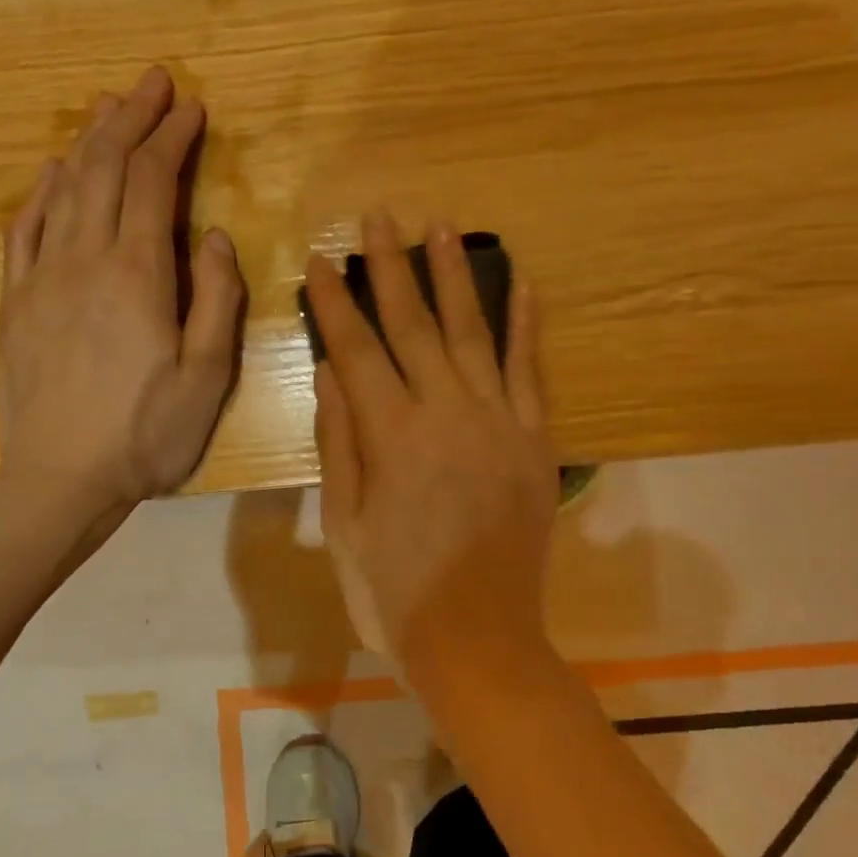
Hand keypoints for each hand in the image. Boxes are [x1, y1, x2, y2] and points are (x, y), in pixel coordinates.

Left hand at [0, 66, 243, 510]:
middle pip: (104, 167)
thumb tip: (215, 238)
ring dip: (89, 142)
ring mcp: (41, 277)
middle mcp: (84, 259)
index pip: (154, 182)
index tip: (192, 107)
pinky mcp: (14, 301)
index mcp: (138, 275)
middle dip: (131, 118)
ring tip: (109, 110)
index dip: (173, 138)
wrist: (60, 478)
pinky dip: (44, 189)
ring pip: (63, 187)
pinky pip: (25, 226)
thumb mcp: (208, 377)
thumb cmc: (146, 435)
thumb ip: (217, 300)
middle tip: (152, 83)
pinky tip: (55, 174)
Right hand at [307, 214, 556, 679]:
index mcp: (391, 436)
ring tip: (440, 227)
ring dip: (454, 277)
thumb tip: (331, 369)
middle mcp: (446, 414)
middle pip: (414, 326)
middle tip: (378, 218)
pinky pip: (531, 372)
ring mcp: (499, 424)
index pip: (357, 349)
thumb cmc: (394, 592)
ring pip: (472, 334)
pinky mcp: (535, 442)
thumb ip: (340, 441)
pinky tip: (522, 284)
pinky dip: (527, 327)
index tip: (322, 260)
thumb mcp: (346, 524)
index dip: (337, 303)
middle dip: (392, 268)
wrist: (477, 638)